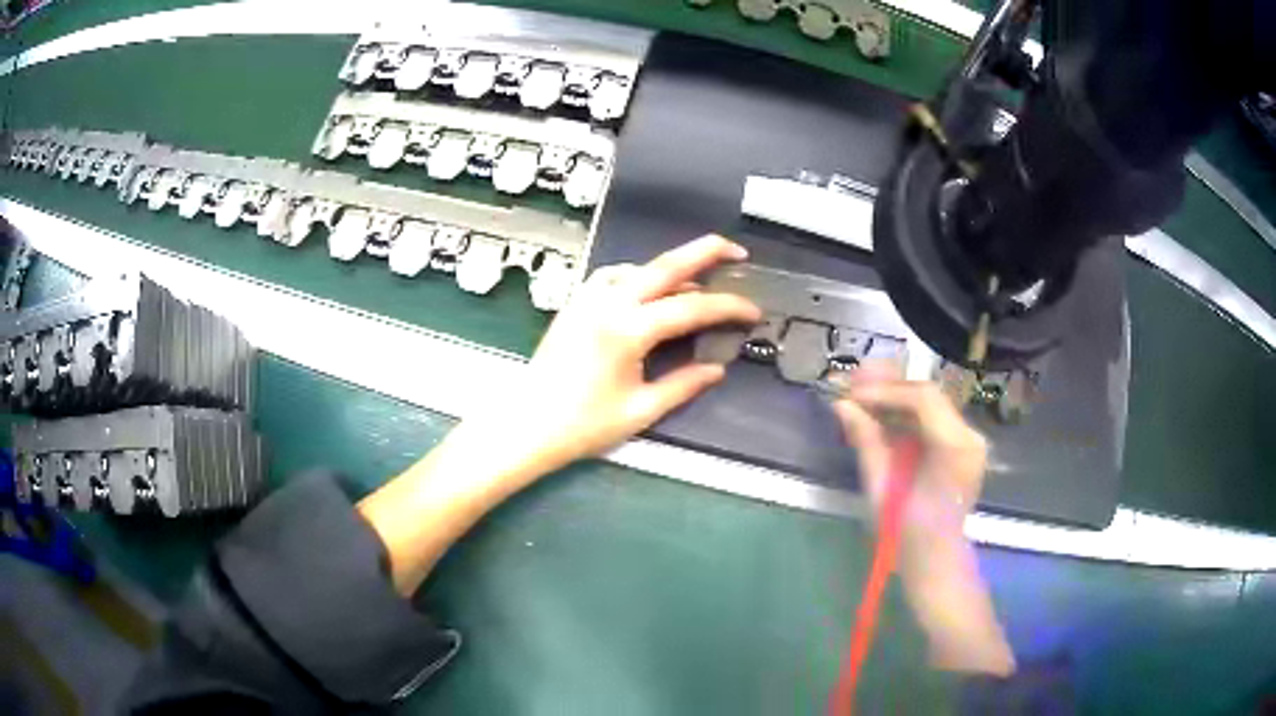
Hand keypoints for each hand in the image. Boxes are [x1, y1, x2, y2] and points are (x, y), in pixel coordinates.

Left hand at [490, 234, 761, 469]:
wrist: (526, 425)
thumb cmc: (582, 425)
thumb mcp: (641, 410)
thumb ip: (683, 385)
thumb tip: (718, 369)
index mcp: (628, 329)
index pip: (691, 307)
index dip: (728, 307)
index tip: (754, 311)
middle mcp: (608, 303)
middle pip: (665, 266)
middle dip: (705, 252)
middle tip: (736, 251)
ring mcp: (587, 299)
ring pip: (637, 267)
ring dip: (670, 268)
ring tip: (696, 280)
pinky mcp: (574, 305)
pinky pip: (612, 276)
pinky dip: (637, 275)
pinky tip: (647, 290)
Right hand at [831, 363, 1014, 675]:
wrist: (936, 562)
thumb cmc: (906, 535)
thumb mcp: (881, 489)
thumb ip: (867, 442)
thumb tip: (843, 405)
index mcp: (955, 448)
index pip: (922, 398)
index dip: (885, 390)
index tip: (852, 394)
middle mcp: (969, 437)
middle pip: (928, 395)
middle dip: (889, 388)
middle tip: (852, 388)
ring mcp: (970, 441)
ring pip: (930, 404)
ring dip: (896, 399)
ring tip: (861, 400)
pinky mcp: (963, 448)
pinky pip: (933, 420)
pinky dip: (907, 415)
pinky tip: (882, 417)